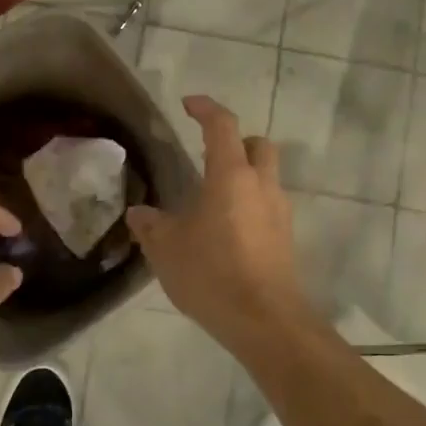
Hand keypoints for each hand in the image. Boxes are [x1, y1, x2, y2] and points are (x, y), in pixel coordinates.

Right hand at [125, 95, 316, 354]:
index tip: (188, 104)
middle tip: (208, 155)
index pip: (222, 126)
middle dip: (236, 141)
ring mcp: (279, 212)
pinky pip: (267, 206)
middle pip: (257, 145)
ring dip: (244, 175)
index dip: (205, 109)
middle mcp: (261, 186)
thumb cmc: (212, 274)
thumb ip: (151, 226)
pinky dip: (249, 204)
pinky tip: (226, 230)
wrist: (265, 321)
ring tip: (212, 199)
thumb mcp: (167, 249)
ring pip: (266, 176)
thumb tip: (139, 213)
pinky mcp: (285, 238)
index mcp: (231, 176)